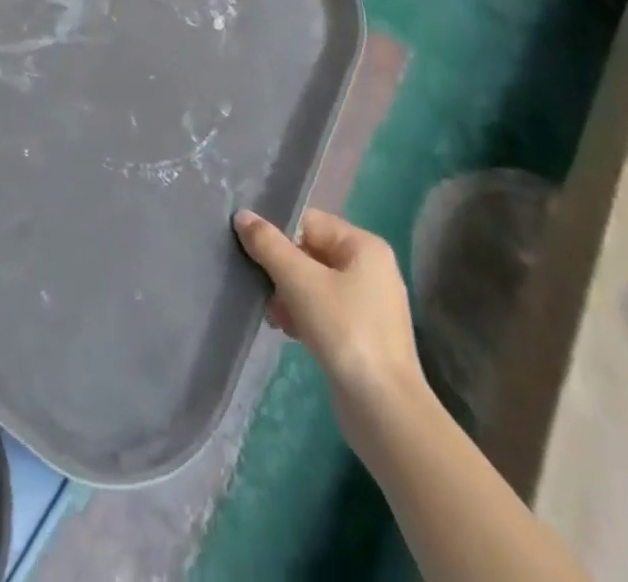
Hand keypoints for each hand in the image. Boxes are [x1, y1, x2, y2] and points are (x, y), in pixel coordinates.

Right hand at [234, 208, 428, 451]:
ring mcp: (369, 303)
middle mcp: (371, 267)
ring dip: (288, 295)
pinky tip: (288, 331)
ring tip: (274, 316)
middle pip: (310, 252)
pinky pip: (324, 309)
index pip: (308, 222)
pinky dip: (304, 315)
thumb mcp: (299, 281)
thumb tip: (242, 215)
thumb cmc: (344, 331)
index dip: (277, 234)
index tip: (251, 251)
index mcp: (364, 245)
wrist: (385, 411)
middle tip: (261, 289)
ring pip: (314, 282)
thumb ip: (268, 244)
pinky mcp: (363, 333)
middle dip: (281, 270)